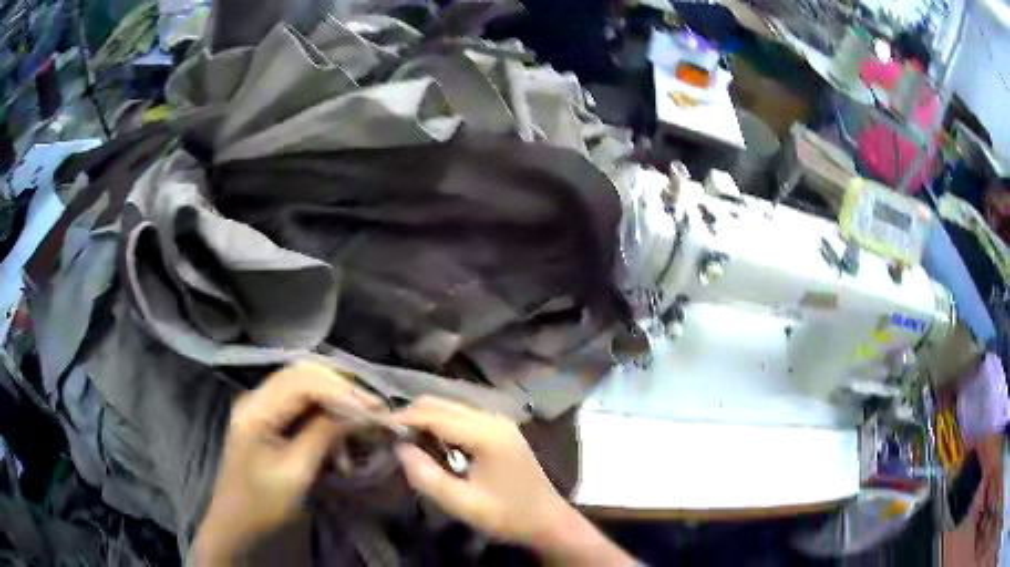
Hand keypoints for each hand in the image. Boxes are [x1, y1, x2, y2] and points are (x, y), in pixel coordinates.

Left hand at [195, 363, 380, 563]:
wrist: (237, 521)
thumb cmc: (263, 502)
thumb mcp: (296, 472)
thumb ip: (323, 435)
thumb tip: (357, 413)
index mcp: (255, 409)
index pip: (301, 381)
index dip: (340, 390)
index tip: (374, 408)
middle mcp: (256, 398)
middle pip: (302, 374)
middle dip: (340, 389)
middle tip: (373, 408)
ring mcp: (260, 406)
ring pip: (303, 386)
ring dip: (333, 400)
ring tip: (361, 420)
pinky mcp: (267, 418)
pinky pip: (300, 403)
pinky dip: (323, 414)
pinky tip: (339, 434)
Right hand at [391, 397, 572, 548]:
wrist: (549, 521)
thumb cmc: (507, 515)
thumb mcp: (462, 504)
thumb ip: (427, 476)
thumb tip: (400, 448)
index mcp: (486, 434)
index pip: (435, 415)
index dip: (404, 418)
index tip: (378, 425)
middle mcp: (493, 418)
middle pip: (443, 404)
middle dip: (414, 414)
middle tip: (390, 433)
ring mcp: (500, 421)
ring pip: (453, 406)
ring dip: (428, 417)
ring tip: (406, 437)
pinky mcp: (501, 429)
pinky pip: (464, 415)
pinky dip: (443, 422)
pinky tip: (433, 441)